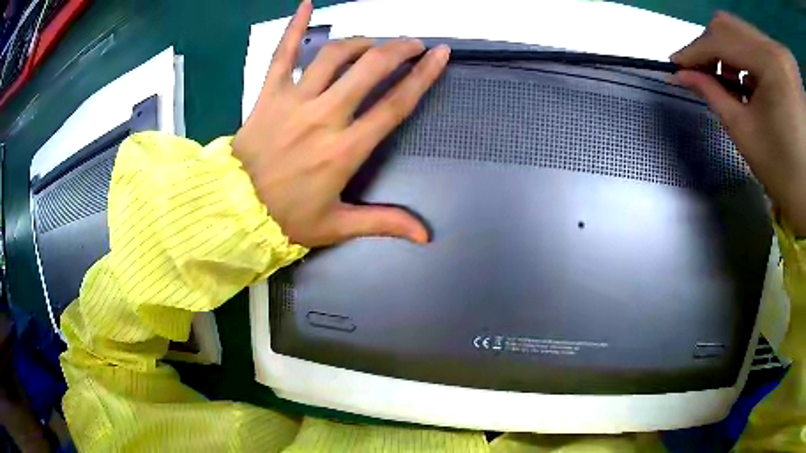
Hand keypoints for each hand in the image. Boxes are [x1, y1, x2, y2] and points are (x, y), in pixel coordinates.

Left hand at [233, 0, 449, 246]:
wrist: (234, 211)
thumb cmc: (286, 219)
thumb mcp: (337, 226)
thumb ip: (383, 223)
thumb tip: (425, 236)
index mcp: (345, 150)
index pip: (394, 104)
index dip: (422, 76)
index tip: (439, 54)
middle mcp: (323, 117)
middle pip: (369, 69)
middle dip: (397, 48)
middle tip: (412, 43)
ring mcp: (293, 101)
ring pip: (332, 55)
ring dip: (360, 42)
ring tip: (374, 42)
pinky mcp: (268, 94)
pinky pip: (281, 54)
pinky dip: (293, 27)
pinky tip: (306, 4)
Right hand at [671, 12, 805, 234]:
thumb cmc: (785, 174)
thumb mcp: (747, 134)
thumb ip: (714, 96)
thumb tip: (682, 76)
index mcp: (770, 62)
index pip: (721, 39)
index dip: (695, 50)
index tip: (676, 64)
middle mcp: (773, 47)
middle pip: (731, 27)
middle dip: (712, 48)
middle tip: (703, 71)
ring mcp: (778, 53)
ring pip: (745, 33)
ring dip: (732, 55)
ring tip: (732, 84)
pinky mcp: (782, 62)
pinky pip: (760, 46)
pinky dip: (750, 60)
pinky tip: (751, 84)